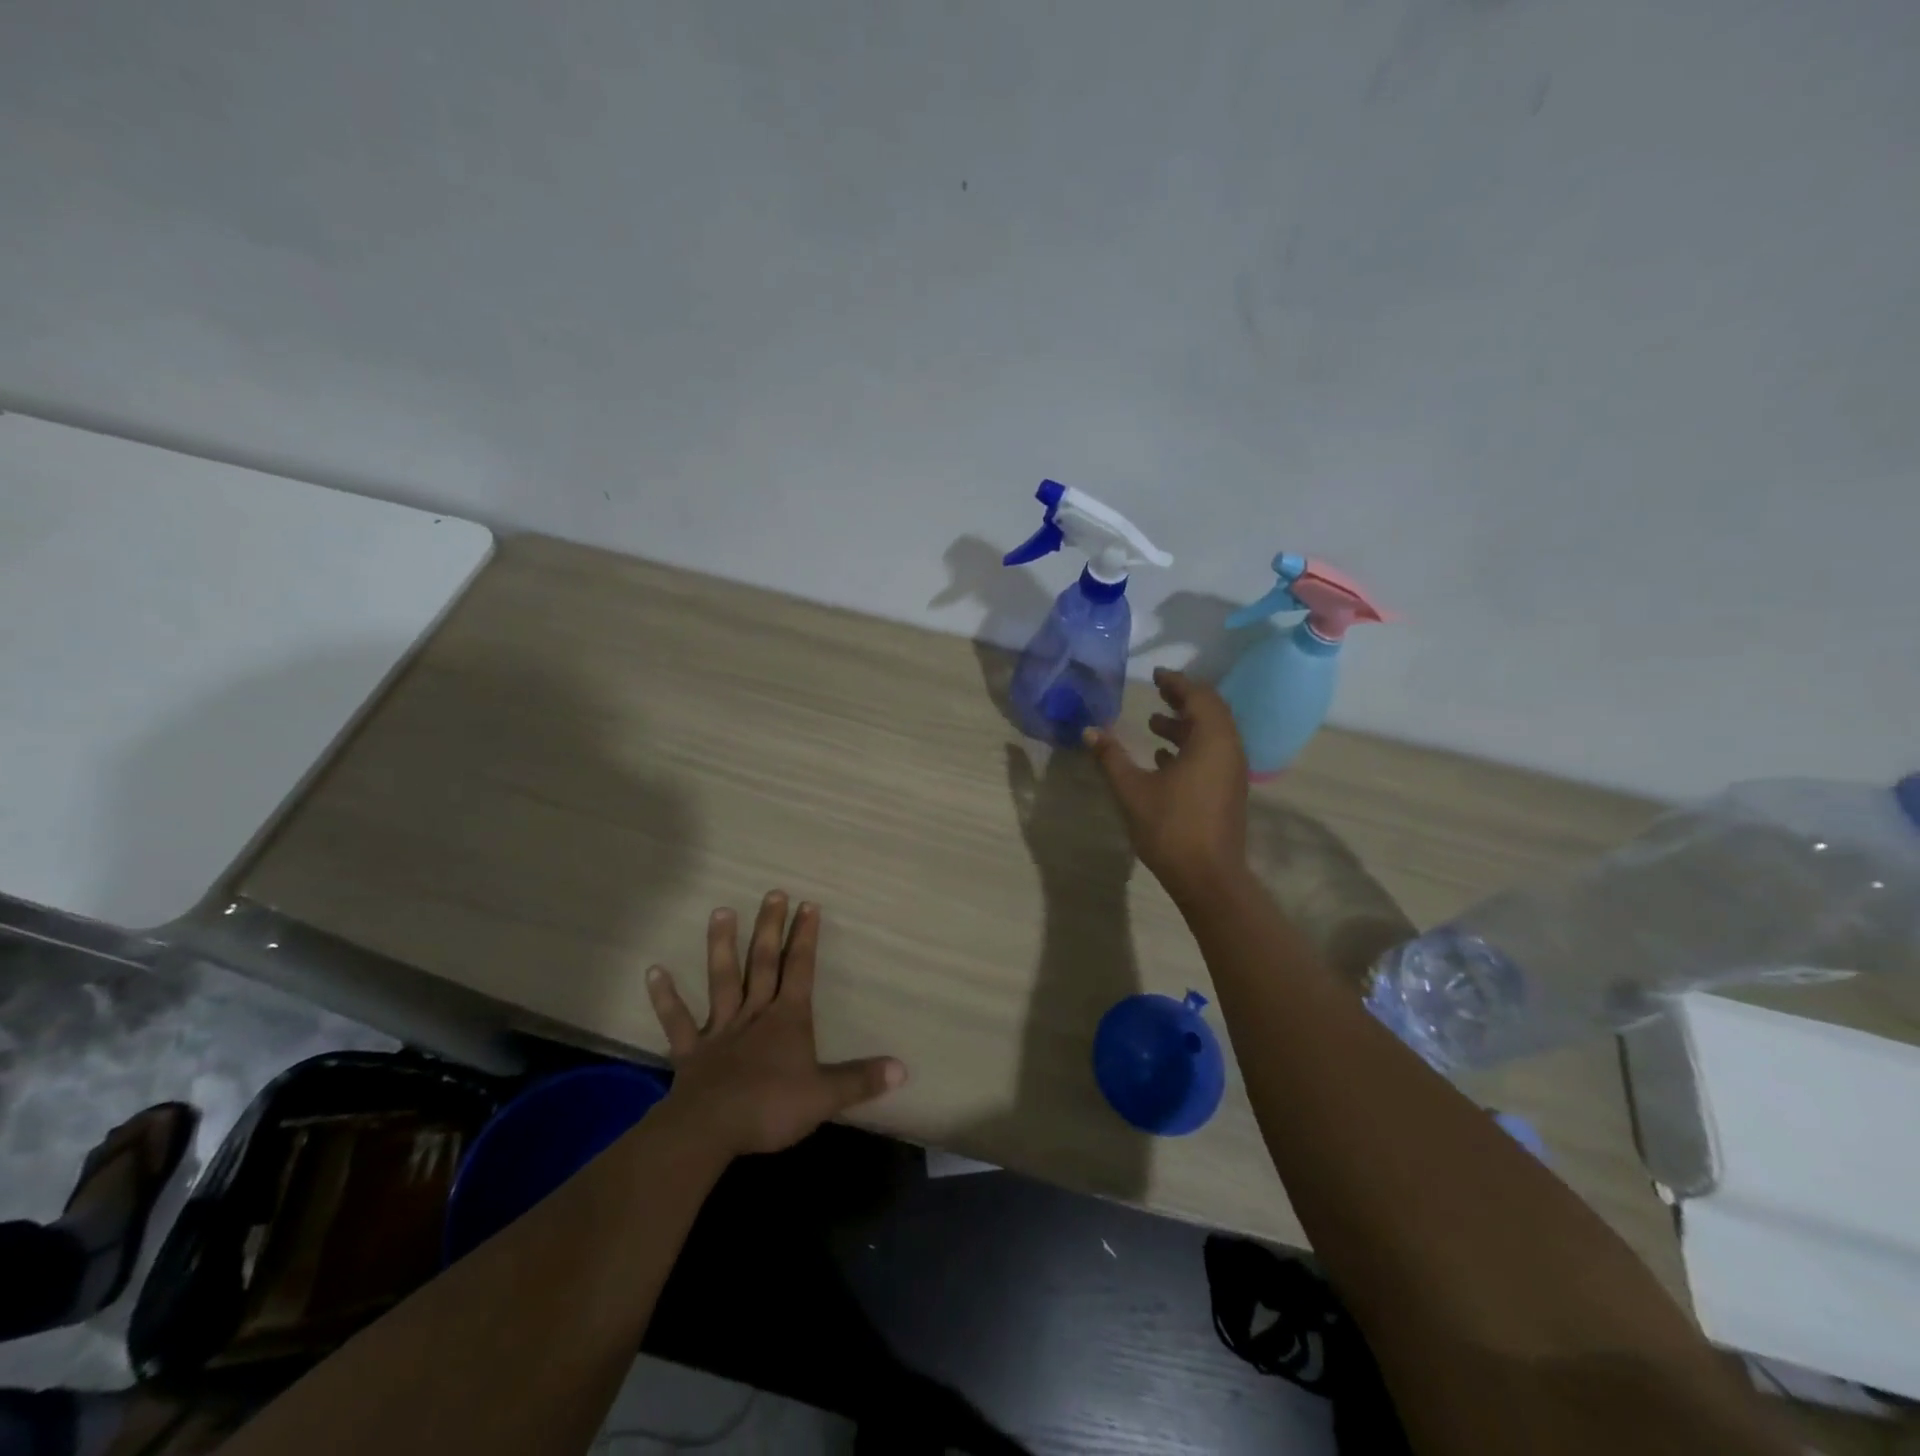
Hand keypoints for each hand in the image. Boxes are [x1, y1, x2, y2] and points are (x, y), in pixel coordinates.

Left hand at [646, 891, 905, 1156]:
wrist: (711, 1129)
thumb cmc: (772, 1107)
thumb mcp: (825, 1096)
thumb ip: (862, 1080)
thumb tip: (903, 1068)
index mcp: (788, 1019)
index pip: (801, 969)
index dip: (806, 938)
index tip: (807, 905)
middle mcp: (755, 1013)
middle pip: (764, 963)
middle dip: (770, 928)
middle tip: (772, 893)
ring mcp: (720, 1029)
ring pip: (722, 979)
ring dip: (721, 946)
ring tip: (720, 911)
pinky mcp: (691, 1050)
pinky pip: (676, 1021)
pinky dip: (665, 996)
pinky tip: (653, 971)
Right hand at [1083, 669, 1249, 901]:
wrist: (1208, 878)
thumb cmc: (1171, 827)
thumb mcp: (1132, 789)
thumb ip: (1111, 757)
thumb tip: (1089, 731)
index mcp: (1211, 741)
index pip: (1199, 697)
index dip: (1178, 682)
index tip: (1156, 675)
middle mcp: (1229, 750)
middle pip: (1210, 712)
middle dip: (1183, 699)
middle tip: (1157, 691)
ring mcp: (1232, 773)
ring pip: (1211, 735)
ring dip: (1185, 725)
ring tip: (1153, 724)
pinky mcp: (1227, 791)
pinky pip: (1212, 755)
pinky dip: (1190, 747)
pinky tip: (1163, 758)